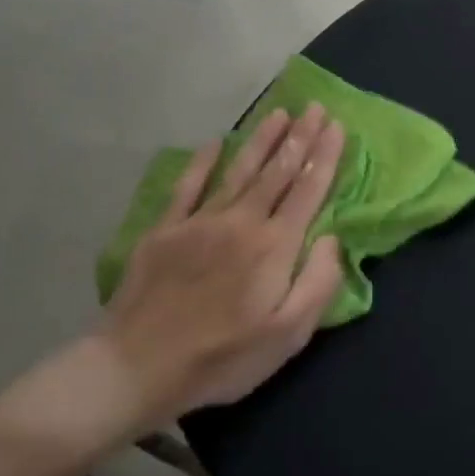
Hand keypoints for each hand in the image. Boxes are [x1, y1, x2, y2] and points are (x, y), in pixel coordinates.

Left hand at [0, 106, 345, 458]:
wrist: (136, 368)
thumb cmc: (223, 358)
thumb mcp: (288, 335)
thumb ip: (319, 282)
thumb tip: (331, 237)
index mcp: (275, 246)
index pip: (308, 190)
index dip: (325, 156)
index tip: (337, 126)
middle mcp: (241, 221)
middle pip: (278, 171)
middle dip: (300, 137)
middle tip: (316, 107)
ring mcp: (199, 222)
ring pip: (239, 170)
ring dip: (262, 139)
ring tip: (280, 112)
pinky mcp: (164, 230)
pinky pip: (188, 186)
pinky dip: (203, 162)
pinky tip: (214, 143)